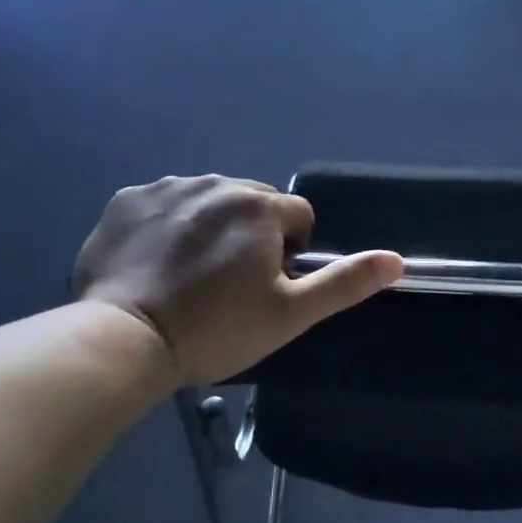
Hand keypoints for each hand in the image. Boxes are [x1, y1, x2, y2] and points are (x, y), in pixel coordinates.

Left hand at [72, 175, 402, 386]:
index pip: (298, 215)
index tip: (265, 287)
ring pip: (208, 200)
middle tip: (229, 285)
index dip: (291, 252)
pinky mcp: (126, 200)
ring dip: (211, 226)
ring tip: (190, 275)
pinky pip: (163, 204)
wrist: (125, 340)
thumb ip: (345, 282)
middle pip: (253, 203)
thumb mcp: (291, 313)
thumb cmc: (216, 329)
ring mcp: (166, 187)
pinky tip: (155, 263)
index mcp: (259, 205)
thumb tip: (397, 260)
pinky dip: (166, 225)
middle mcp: (215, 182)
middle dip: (252, 234)